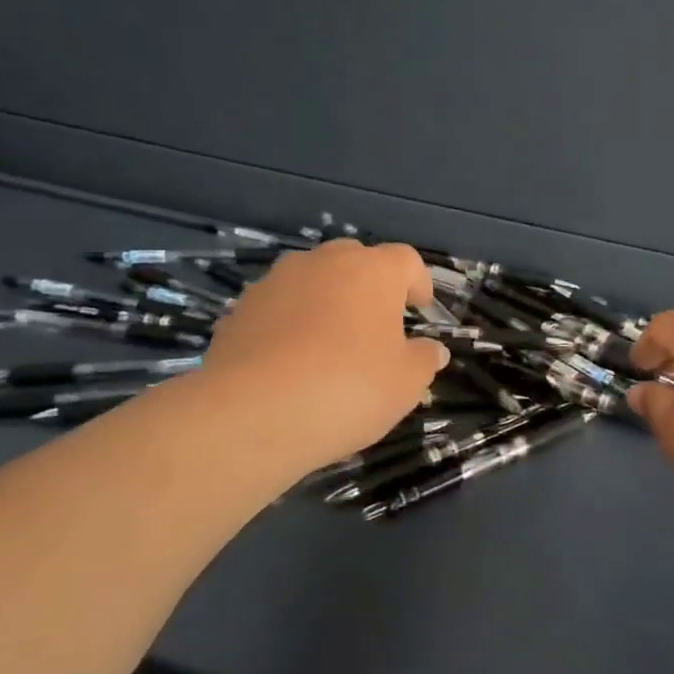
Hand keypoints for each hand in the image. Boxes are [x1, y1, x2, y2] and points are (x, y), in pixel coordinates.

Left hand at [196, 241, 448, 476]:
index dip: (417, 281)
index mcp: (372, 271)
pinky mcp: (240, 309)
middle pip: (355, 261)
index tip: (420, 308)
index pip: (406, 260)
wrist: (252, 413)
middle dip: (369, 287)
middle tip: (376, 326)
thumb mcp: (405, 383)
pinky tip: (291, 363)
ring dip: (326, 302)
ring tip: (329, 345)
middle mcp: (324, 262)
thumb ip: (424, 360)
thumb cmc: (348, 389)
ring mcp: (276, 282)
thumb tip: (432, 350)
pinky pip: (278, 308)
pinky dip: (290, 324)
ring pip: (312, 281)